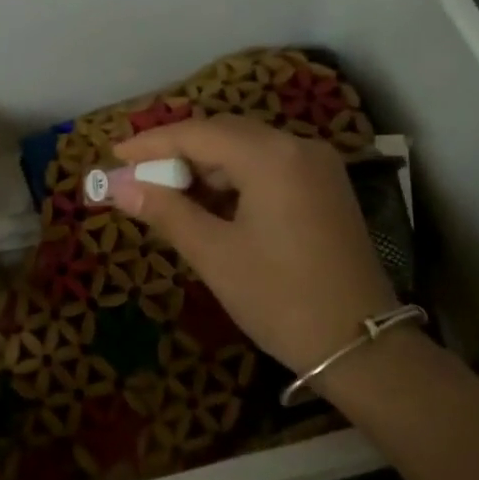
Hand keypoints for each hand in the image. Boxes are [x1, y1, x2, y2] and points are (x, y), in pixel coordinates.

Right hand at [112, 116, 402, 372]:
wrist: (362, 346)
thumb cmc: (280, 299)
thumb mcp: (215, 255)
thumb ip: (166, 212)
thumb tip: (119, 187)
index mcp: (272, 157)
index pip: (198, 134)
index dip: (153, 143)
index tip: (116, 155)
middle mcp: (299, 147)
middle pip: (224, 134)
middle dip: (179, 152)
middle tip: (138, 177)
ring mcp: (318, 166)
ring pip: (248, 149)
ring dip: (206, 166)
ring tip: (169, 194)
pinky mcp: (326, 187)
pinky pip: (270, 167)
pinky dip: (236, 179)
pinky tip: (212, 204)